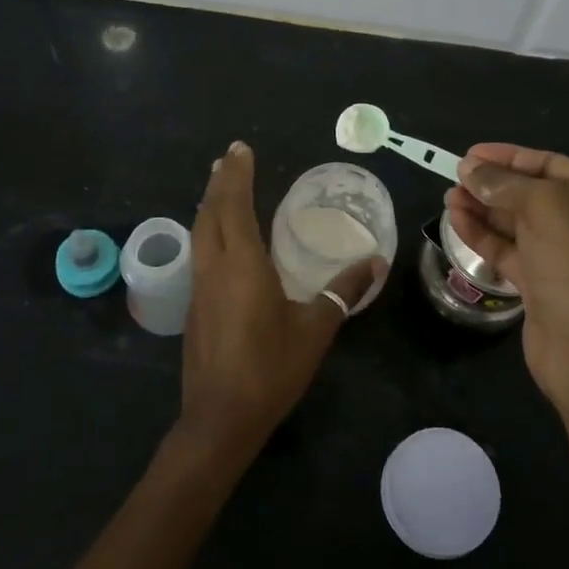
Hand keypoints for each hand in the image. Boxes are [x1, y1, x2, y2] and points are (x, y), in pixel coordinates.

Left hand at [179, 141, 384, 458]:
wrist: (220, 418)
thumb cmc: (271, 369)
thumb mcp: (316, 328)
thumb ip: (343, 290)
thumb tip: (374, 261)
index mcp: (242, 265)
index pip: (235, 206)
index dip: (238, 176)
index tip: (240, 149)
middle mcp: (214, 267)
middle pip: (210, 212)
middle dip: (219, 181)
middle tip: (228, 158)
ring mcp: (199, 287)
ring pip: (199, 232)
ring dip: (209, 204)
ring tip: (218, 185)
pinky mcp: (194, 307)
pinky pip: (199, 252)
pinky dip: (207, 230)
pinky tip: (218, 237)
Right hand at [444, 144, 568, 409]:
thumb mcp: (546, 208)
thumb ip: (504, 183)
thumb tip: (469, 168)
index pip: (549, 164)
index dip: (509, 156)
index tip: (470, 154)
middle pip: (529, 192)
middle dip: (491, 184)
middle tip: (454, 177)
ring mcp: (561, 255)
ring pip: (514, 222)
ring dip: (481, 208)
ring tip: (448, 198)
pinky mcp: (539, 284)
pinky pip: (506, 250)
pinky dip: (481, 235)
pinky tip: (455, 221)